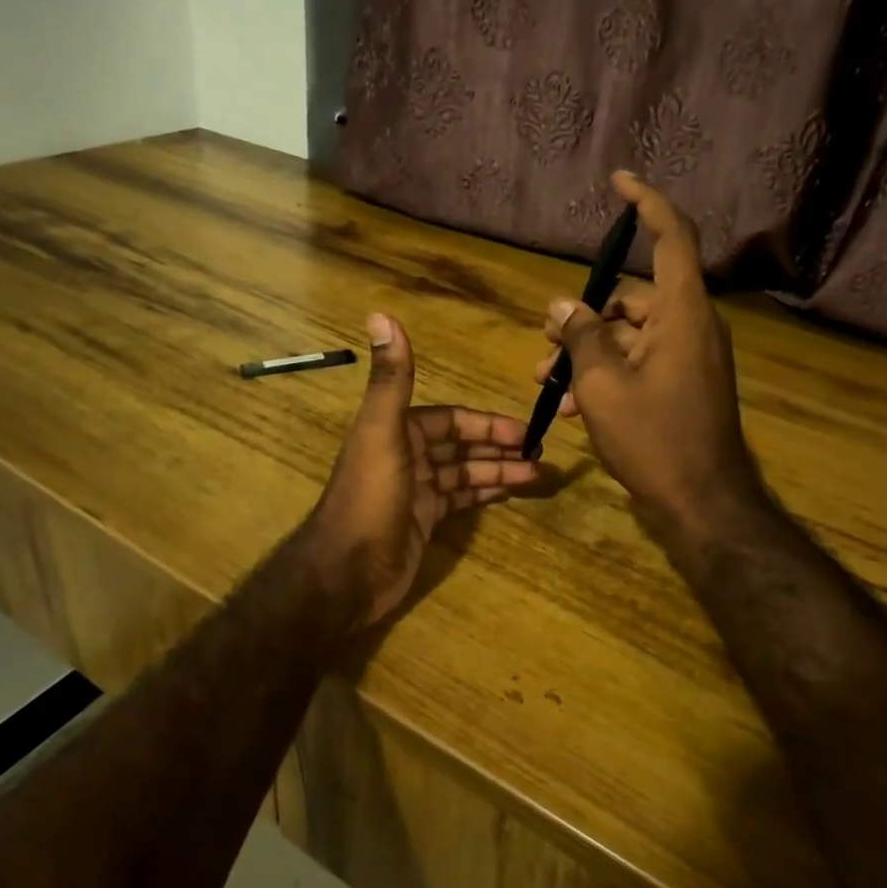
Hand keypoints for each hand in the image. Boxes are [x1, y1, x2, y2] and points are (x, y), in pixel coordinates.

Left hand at [302, 313, 538, 631]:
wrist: (346, 573)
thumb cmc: (369, 498)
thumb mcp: (382, 432)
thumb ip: (391, 378)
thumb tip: (380, 314)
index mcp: (398, 431)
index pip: (450, 419)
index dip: (486, 423)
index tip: (524, 430)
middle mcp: (407, 456)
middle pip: (461, 446)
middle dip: (498, 447)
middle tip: (541, 453)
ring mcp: (416, 492)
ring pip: (465, 474)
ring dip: (499, 471)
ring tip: (539, 475)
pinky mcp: (423, 522)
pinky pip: (461, 501)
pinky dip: (485, 495)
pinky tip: (512, 493)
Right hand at [533, 173, 769, 537]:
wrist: (701, 503)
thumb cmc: (653, 438)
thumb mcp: (602, 383)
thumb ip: (580, 335)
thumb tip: (561, 304)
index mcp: (682, 313)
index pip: (673, 236)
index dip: (648, 202)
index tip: (620, 181)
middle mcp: (691, 326)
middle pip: (634, 296)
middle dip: (584, 313)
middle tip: (544, 337)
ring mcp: (690, 357)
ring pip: (630, 333)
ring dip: (588, 350)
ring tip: (544, 378)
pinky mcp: (684, 383)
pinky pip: (641, 360)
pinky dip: (608, 371)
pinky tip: (572, 405)